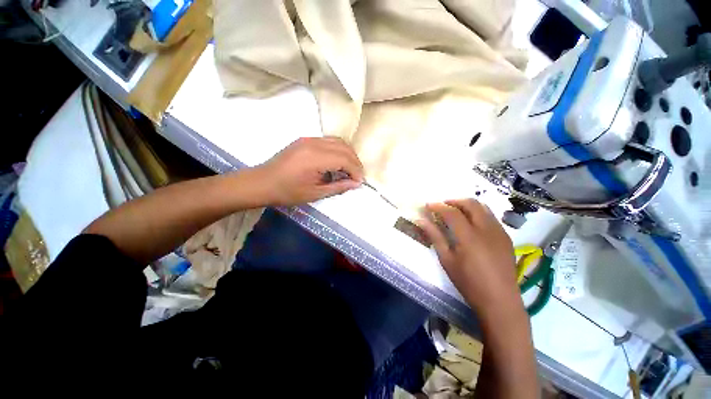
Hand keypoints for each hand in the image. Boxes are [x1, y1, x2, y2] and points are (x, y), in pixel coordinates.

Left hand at [256, 137, 363, 205]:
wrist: (262, 182)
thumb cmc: (287, 192)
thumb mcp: (315, 193)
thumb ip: (338, 187)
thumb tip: (356, 183)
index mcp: (315, 158)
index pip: (345, 159)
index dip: (356, 171)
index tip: (359, 182)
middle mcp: (314, 143)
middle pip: (344, 148)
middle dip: (355, 162)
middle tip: (357, 176)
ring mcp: (309, 139)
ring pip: (338, 141)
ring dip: (348, 155)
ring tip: (350, 170)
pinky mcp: (305, 140)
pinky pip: (329, 141)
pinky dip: (338, 150)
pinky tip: (338, 162)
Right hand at [417, 199, 520, 312]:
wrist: (500, 301)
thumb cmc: (469, 282)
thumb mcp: (447, 259)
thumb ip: (435, 236)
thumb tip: (421, 220)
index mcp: (469, 236)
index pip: (451, 212)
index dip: (438, 206)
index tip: (428, 205)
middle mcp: (486, 229)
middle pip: (471, 203)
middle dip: (454, 201)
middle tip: (442, 206)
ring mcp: (499, 232)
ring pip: (483, 207)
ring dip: (467, 205)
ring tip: (455, 212)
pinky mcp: (506, 237)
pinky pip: (491, 217)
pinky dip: (478, 213)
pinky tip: (471, 224)